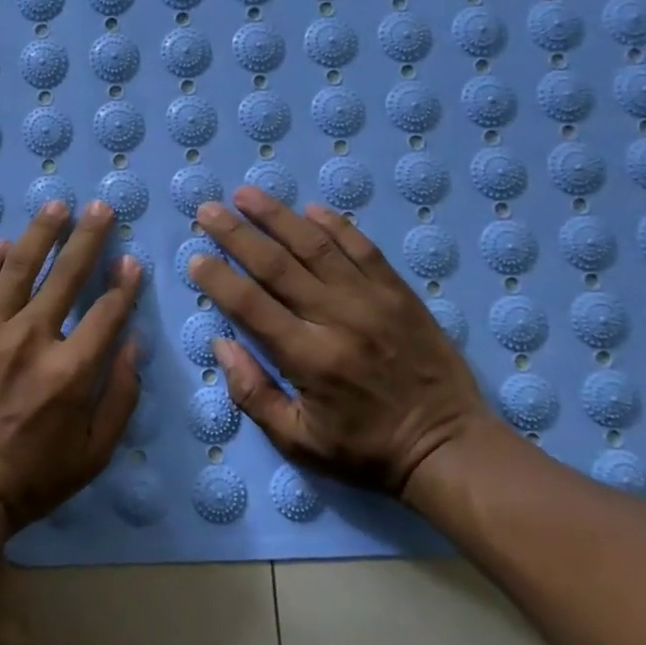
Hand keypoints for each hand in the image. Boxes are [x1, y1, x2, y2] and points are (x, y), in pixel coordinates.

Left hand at [0, 201, 142, 529]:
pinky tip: (4, 245)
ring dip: (42, 233)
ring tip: (57, 205)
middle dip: (89, 237)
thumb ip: (121, 398)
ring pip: (19, 267)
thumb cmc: (29, 479)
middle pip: (67, 275)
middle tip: (100, 207)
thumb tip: (134, 345)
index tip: (130, 260)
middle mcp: (32, 338)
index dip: (123, 284)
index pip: (107, 312)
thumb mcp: (93, 455)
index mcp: (71, 370)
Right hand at [187, 186, 490, 503]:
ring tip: (246, 193)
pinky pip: (363, 249)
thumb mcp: (300, 443)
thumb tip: (221, 344)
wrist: (450, 447)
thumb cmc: (367, 450)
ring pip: (316, 246)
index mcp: (310, 359)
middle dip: (237, 234)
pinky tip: (311, 208)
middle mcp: (338, 319)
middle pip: (277, 265)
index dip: (219, 279)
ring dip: (277, 216)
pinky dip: (336, 225)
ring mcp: (372, 300)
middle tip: (208, 210)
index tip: (196, 258)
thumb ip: (254, 394)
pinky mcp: (399, 292)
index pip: (251, 306)